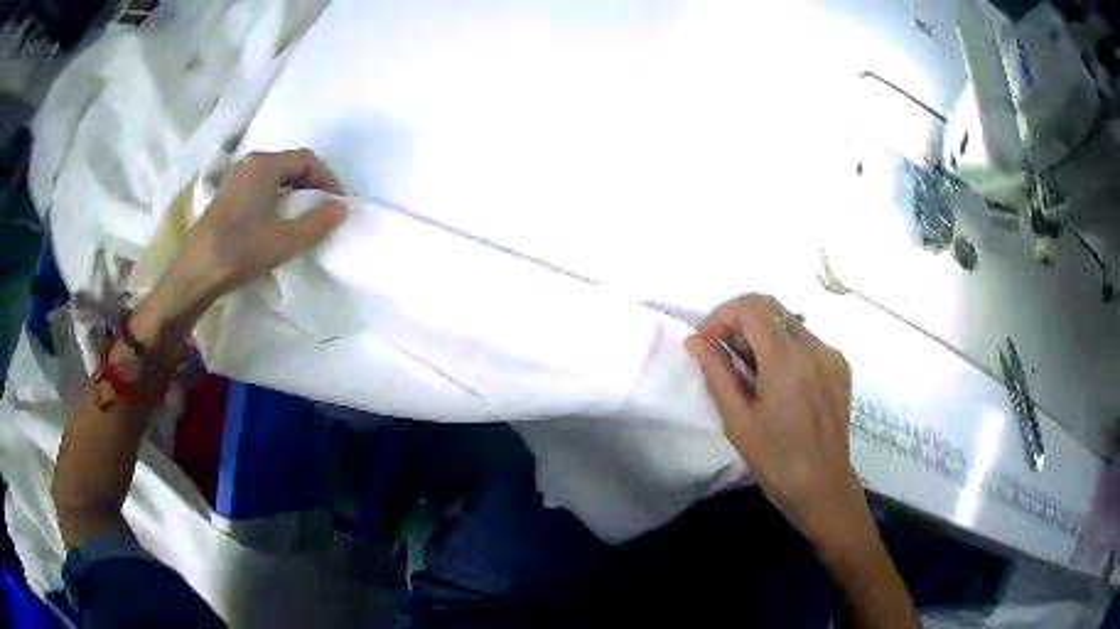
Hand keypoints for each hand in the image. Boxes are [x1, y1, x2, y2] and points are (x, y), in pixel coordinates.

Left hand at [160, 149, 347, 313]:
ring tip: (304, 217)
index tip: (338, 205)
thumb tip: (341, 208)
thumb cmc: (241, 250)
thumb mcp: (286, 240)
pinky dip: (276, 199)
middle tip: (324, 210)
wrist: (194, 274)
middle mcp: (249, 164)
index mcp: (264, 164)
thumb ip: (318, 222)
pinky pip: (259, 188)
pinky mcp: (225, 198)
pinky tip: (276, 223)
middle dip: (312, 185)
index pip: (307, 159)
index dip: (328, 179)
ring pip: (274, 177)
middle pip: (290, 165)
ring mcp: (234, 180)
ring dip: (294, 193)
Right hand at [685, 294, 868, 549]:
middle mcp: (814, 346)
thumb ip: (716, 372)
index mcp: (787, 360)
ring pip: (789, 322)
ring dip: (763, 335)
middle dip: (740, 322)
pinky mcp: (840, 366)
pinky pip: (807, 341)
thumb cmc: (775, 460)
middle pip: (771, 308)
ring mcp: (831, 355)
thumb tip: (695, 340)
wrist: (823, 486)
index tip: (707, 343)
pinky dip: (785, 348)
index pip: (751, 306)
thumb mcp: (737, 420)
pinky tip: (780, 382)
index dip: (722, 315)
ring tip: (752, 374)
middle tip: (725, 357)